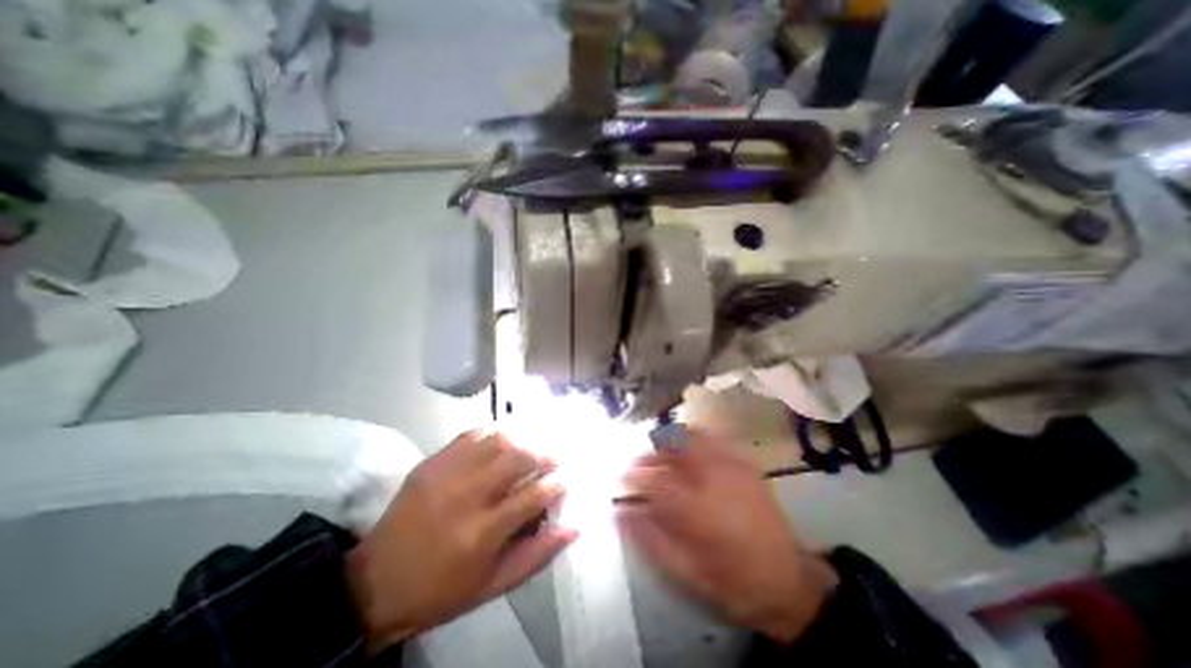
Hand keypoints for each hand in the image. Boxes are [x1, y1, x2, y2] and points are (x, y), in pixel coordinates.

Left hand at [348, 428, 573, 653]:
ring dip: (519, 442)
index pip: (533, 496)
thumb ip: (536, 555)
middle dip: (542, 456)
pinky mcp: (431, 463)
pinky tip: (497, 445)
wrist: (374, 584)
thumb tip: (573, 527)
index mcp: (483, 533)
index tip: (563, 482)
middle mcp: (467, 497)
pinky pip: (469, 436)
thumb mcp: (493, 585)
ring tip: (526, 451)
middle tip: (550, 461)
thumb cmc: (441, 590)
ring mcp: (446, 475)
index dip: (555, 485)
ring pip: (496, 441)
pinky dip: (490, 436)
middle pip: (517, 459)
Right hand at [613, 431, 834, 644]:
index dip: (632, 475)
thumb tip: (619, 512)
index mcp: (697, 508)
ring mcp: (733, 466)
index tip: (621, 479)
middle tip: (640, 465)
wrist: (788, 582)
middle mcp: (714, 478)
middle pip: (672, 446)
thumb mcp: (685, 571)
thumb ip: (648, 538)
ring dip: (670, 442)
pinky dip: (693, 440)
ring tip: (661, 458)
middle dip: (651, 452)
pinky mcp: (745, 464)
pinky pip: (712, 439)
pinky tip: (688, 455)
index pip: (653, 479)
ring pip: (692, 436)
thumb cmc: (732, 581)